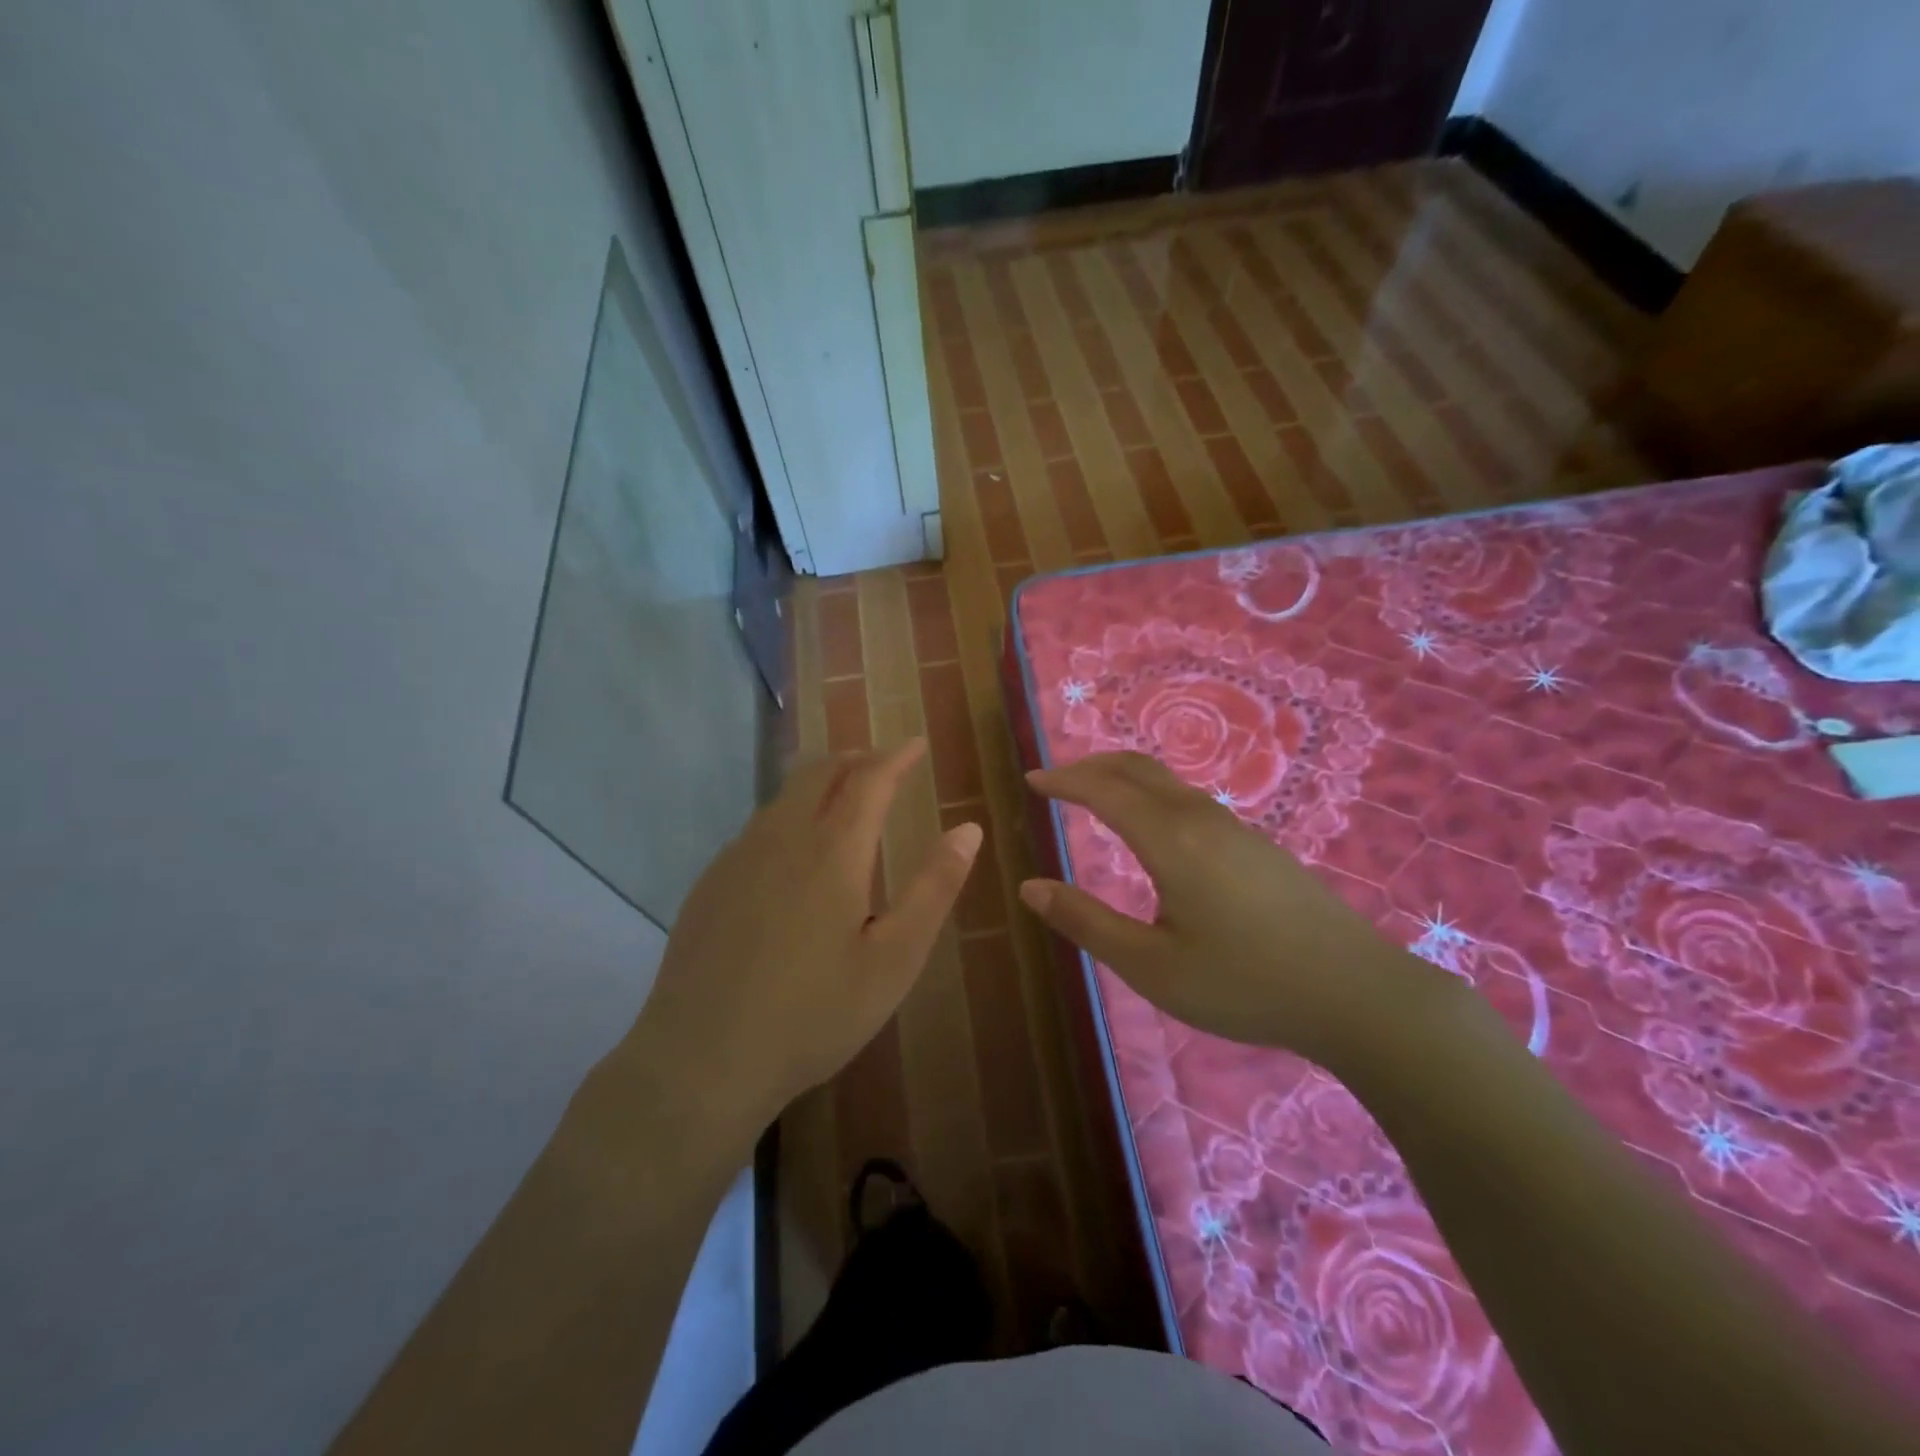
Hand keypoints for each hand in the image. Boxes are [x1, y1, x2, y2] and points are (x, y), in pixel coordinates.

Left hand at [625, 739, 979, 1138]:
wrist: (701, 1061)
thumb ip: (934, 888)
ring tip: (844, 800)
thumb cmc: (813, 1015)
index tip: (916, 744)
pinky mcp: (710, 884)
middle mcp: (781, 838)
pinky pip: (757, 829)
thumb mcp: (894, 960)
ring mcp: (737, 858)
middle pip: (819, 771)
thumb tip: (968, 829)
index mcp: (832, 851)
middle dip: (856, 757)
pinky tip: (794, 857)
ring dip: (820, 784)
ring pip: (783, 797)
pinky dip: (789, 818)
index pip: (869, 779)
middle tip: (883, 764)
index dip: (896, 757)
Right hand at [1020, 751, 1444, 1069]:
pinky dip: (1150, 794)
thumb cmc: (1244, 984)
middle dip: (1090, 765)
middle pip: (1136, 769)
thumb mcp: (1152, 966)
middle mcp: (1200, 818)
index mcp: (1170, 840)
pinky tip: (1152, 828)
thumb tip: (1030, 888)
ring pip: (1166, 782)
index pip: (1103, 790)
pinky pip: (1188, 800)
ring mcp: (1235, 828)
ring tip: (1094, 796)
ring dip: (1122, 777)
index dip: (1063, 780)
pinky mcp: (1257, 845)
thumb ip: (1087, 923)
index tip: (1031, 780)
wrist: (1356, 994)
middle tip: (1055, 780)